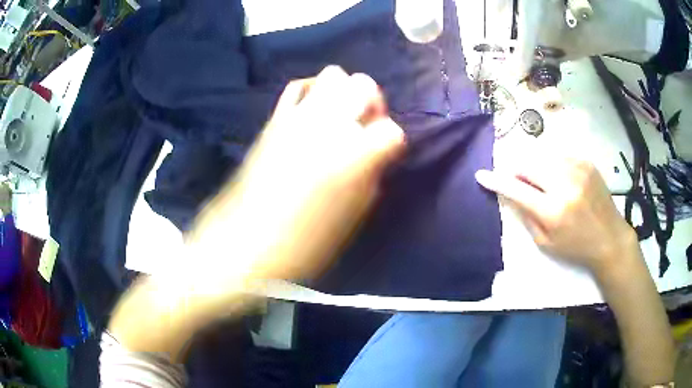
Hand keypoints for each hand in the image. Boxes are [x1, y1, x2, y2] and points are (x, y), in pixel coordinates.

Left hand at [189, 66, 404, 279]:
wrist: (248, 239)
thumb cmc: (307, 240)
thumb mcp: (353, 216)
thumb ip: (370, 176)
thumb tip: (376, 155)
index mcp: (355, 156)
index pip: (392, 131)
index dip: (393, 142)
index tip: (386, 154)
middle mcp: (331, 125)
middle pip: (366, 86)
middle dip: (373, 103)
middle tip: (366, 123)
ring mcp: (301, 116)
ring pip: (335, 75)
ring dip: (345, 91)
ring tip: (340, 114)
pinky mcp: (277, 118)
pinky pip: (298, 87)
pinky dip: (312, 90)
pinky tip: (314, 107)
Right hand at [475, 158, 637, 277]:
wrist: (610, 238)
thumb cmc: (576, 247)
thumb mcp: (546, 243)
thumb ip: (526, 216)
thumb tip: (510, 194)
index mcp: (553, 211)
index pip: (517, 190)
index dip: (497, 181)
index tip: (481, 175)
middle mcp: (565, 184)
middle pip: (528, 164)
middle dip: (516, 169)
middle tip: (516, 179)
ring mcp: (578, 169)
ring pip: (543, 155)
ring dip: (534, 165)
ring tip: (539, 179)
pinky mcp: (586, 162)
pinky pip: (559, 154)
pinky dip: (551, 163)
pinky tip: (557, 176)